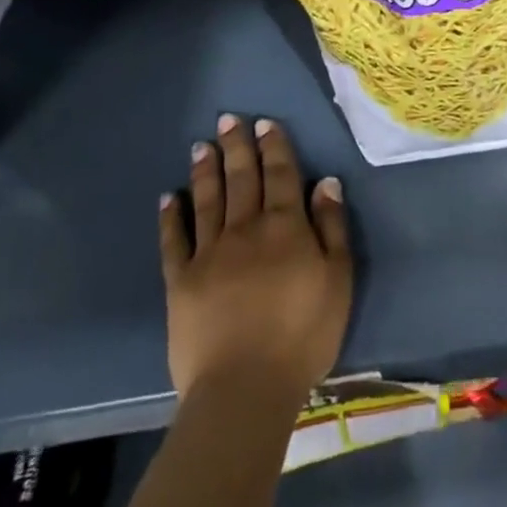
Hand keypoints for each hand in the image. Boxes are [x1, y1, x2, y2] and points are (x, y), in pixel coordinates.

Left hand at [160, 113, 352, 404]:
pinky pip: (174, 241)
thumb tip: (325, 183)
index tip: (264, 123)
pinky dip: (171, 217)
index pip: (281, 175)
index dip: (274, 146)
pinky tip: (168, 197)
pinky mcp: (181, 281)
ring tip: (202, 146)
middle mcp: (246, 229)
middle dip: (237, 147)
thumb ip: (332, 227)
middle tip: (229, 119)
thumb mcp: (338, 279)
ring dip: (205, 171)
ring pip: (208, 200)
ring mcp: (209, 253)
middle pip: (242, 178)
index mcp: (286, 226)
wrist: (245, 387)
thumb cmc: (303, 334)